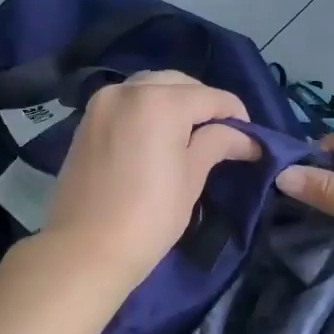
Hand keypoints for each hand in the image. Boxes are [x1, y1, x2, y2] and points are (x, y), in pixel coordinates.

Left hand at [45, 71, 260, 290]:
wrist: (83, 250)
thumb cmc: (148, 218)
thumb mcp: (191, 179)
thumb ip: (217, 144)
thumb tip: (247, 138)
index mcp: (159, 101)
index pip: (210, 97)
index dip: (235, 114)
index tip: (250, 138)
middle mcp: (127, 90)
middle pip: (178, 83)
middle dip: (203, 103)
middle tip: (221, 134)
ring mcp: (102, 102)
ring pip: (149, 86)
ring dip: (174, 100)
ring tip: (189, 133)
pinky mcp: (87, 120)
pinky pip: (126, 101)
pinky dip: (147, 108)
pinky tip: (158, 134)